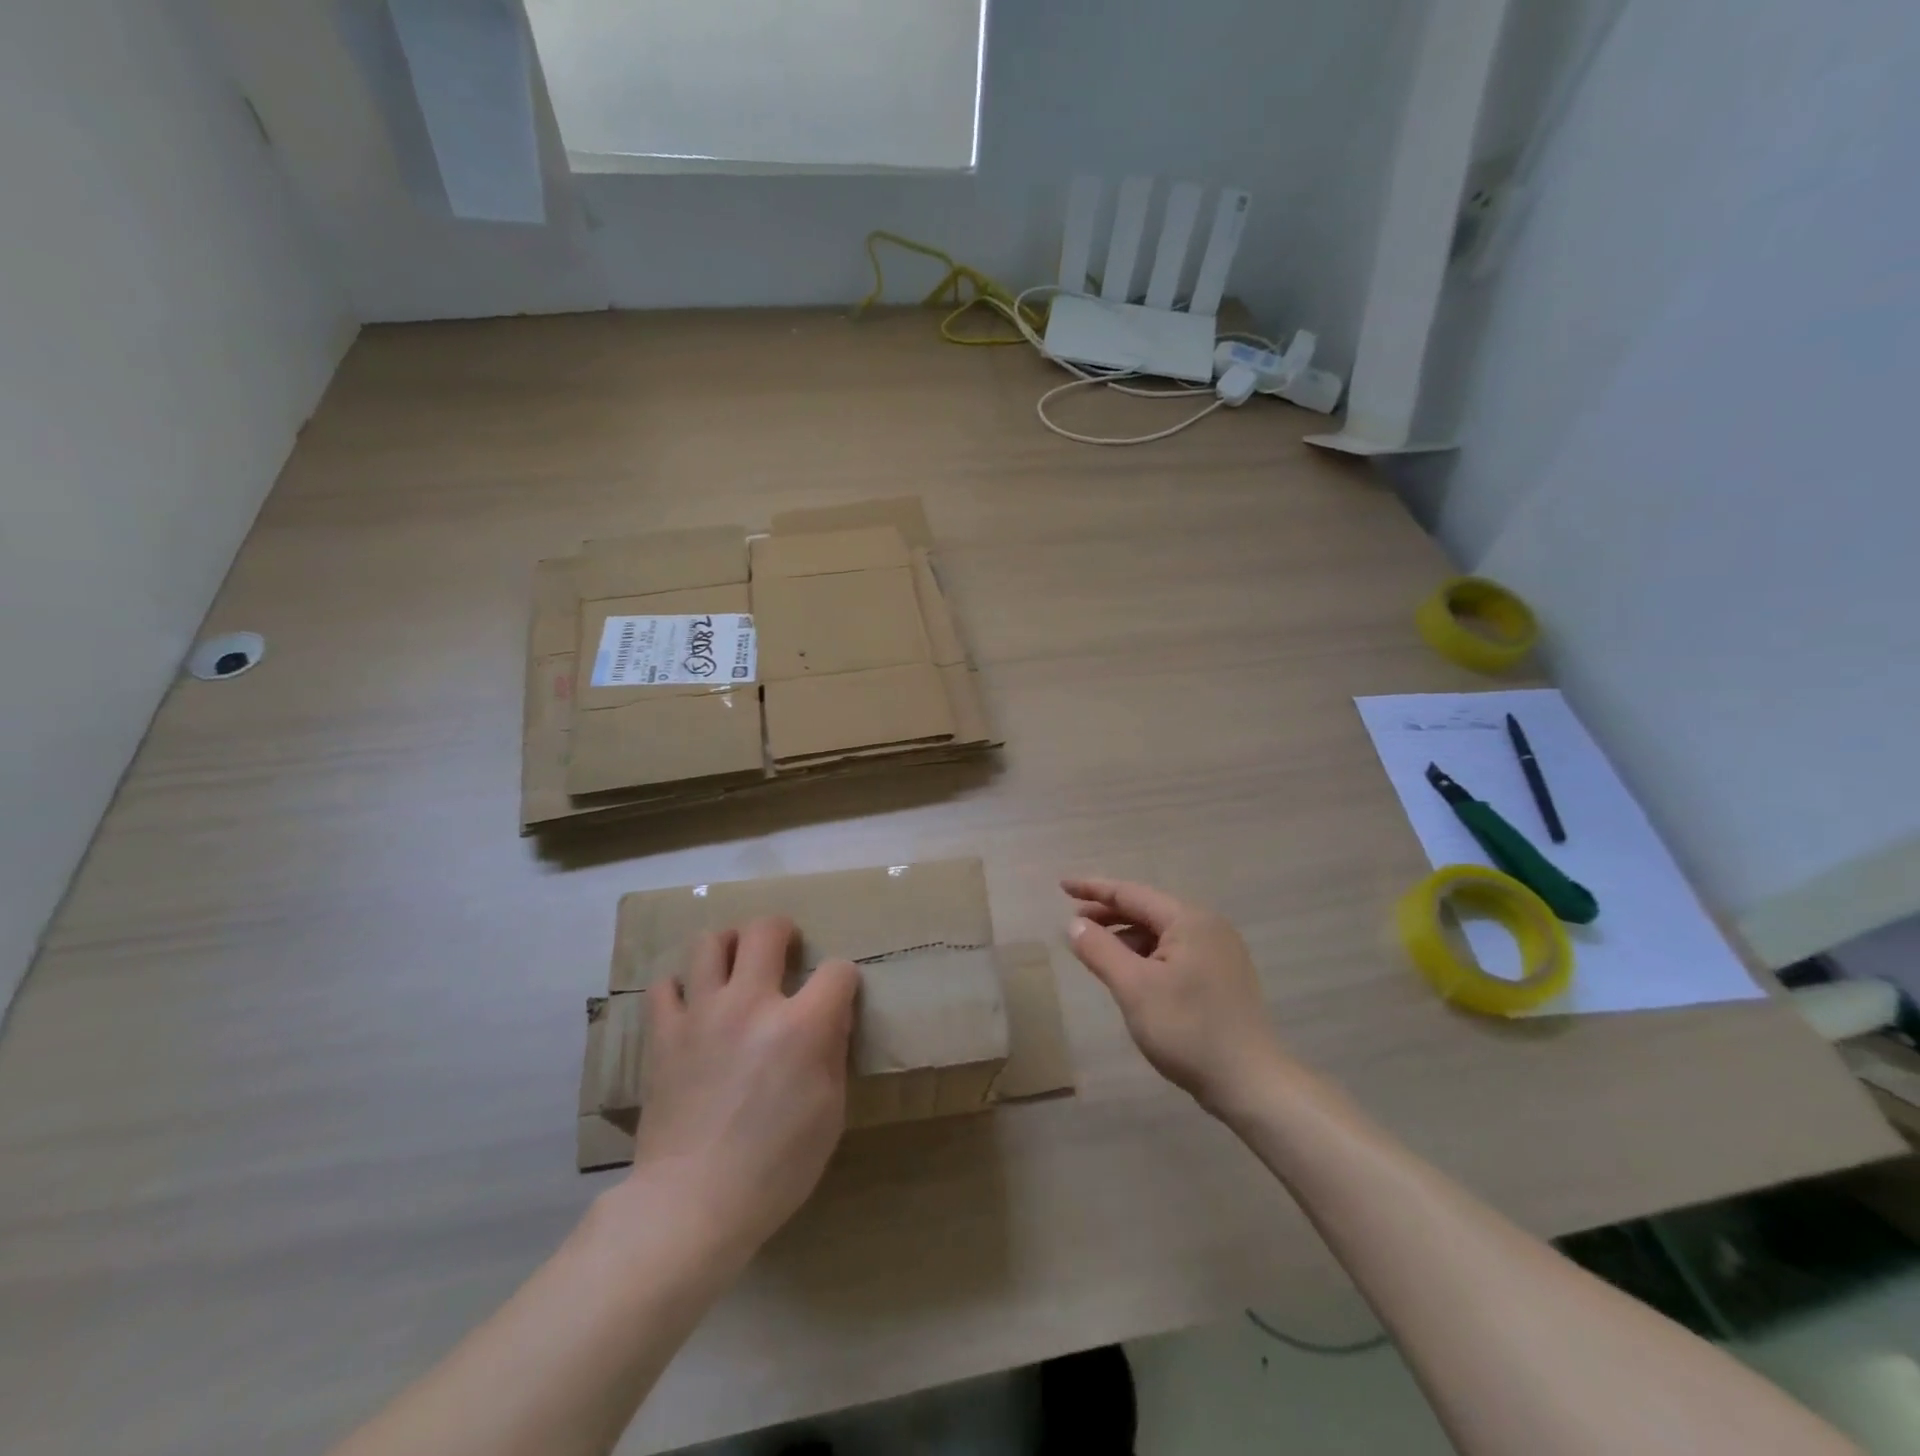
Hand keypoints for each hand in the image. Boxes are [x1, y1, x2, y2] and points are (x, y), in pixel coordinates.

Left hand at [627, 916, 859, 1264]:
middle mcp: (750, 1004)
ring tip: (735, 965)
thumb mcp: (830, 1114)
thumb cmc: (775, 1168)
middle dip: (783, 931)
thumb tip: (831, 1018)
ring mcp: (701, 1014)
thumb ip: (833, 1053)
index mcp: (800, 1026)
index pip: (836, 970)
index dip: (844, 978)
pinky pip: (664, 986)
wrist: (691, 1205)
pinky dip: (681, 988)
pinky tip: (693, 1006)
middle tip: (785, 949)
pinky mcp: (664, 1035)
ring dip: (729, 945)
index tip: (839, 995)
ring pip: (709, 943)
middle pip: (765, 930)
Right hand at [1064, 877, 1287, 1115]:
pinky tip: (1130, 973)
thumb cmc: (1188, 1029)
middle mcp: (1208, 926)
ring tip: (1096, 951)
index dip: (1093, 889)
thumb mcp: (1134, 988)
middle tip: (1073, 923)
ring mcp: (1219, 952)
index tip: (1062, 886)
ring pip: (1161, 933)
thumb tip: (1074, 924)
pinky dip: (1146, 955)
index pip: (1131, 893)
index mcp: (1189, 919)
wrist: (1251, 1083)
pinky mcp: (1222, 977)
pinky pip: (1174, 952)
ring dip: (1126, 937)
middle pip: (1147, 909)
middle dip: (1108, 914)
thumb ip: (1100, 950)